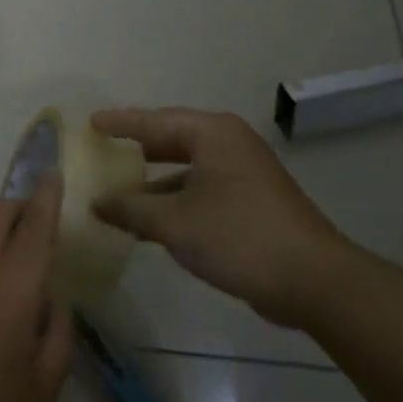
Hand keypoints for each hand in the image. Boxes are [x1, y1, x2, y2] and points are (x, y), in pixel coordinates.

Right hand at [91, 108, 365, 327]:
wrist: (312, 280)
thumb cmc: (238, 236)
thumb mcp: (174, 222)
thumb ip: (130, 209)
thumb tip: (97, 202)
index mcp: (212, 134)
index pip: (154, 121)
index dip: (120, 123)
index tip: (90, 123)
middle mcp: (229, 145)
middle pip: (172, 140)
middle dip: (136, 149)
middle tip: (101, 150)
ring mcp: (243, 174)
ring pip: (186, 169)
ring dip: (153, 182)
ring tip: (117, 191)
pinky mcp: (250, 202)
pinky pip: (200, 190)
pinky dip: (174, 201)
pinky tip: (149, 222)